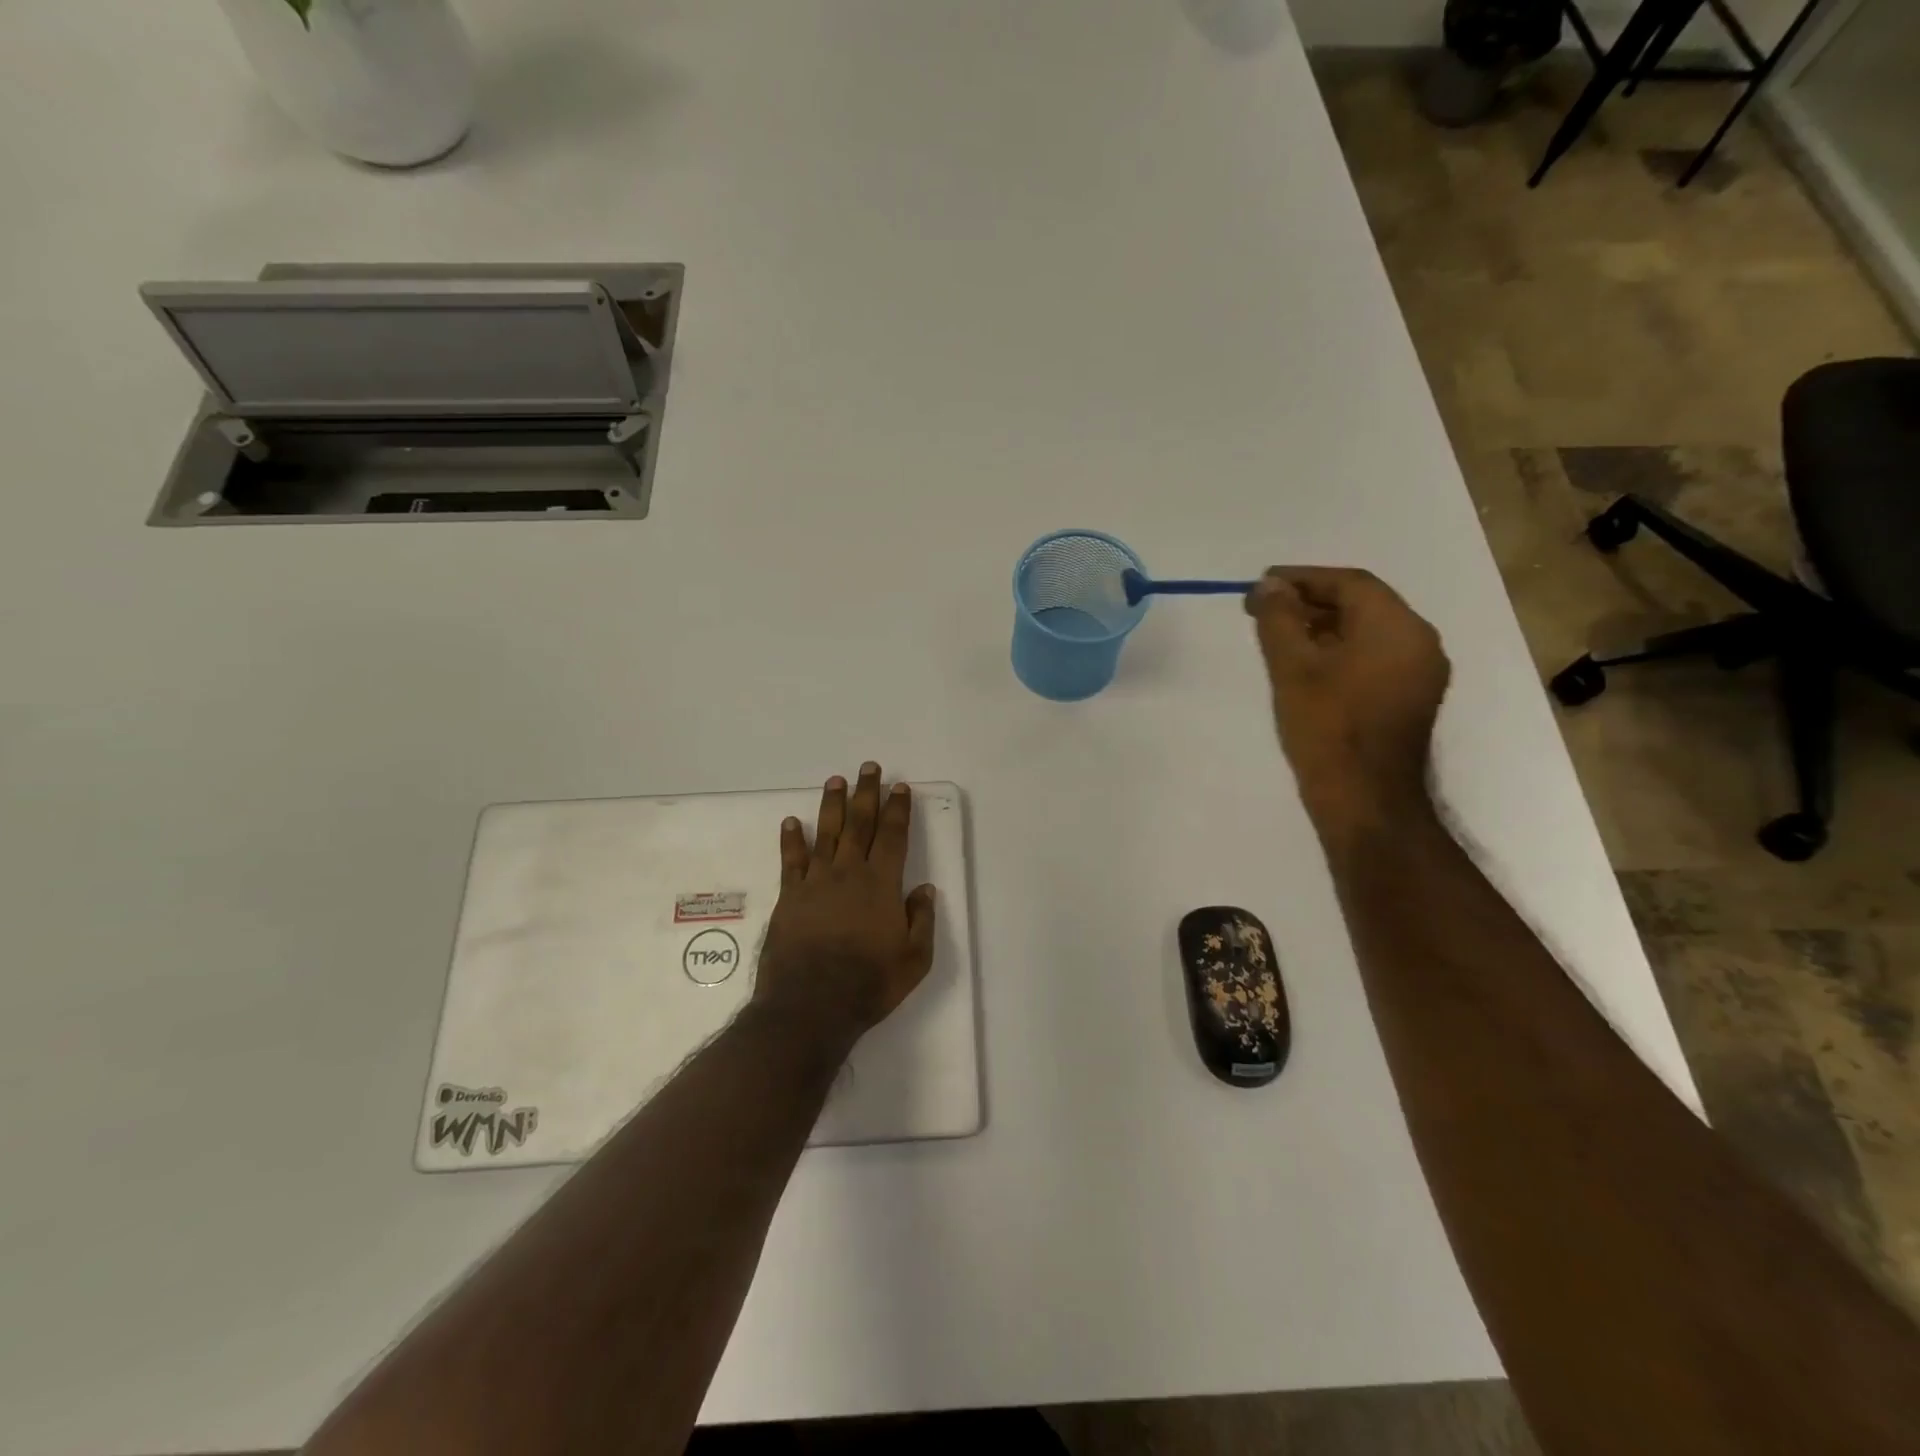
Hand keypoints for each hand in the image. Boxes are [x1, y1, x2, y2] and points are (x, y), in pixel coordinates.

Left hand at [752, 762, 937, 1051]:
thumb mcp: (914, 959)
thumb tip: (924, 889)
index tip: (900, 787)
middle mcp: (849, 873)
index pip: (893, 837)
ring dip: (832, 805)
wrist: (810, 1005)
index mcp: (882, 885)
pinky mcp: (790, 897)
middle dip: (867, 794)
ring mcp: (816, 882)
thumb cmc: (869, 984)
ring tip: (835, 780)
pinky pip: (791, 860)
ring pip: (826, 833)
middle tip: (869, 768)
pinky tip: (791, 822)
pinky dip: (791, 839)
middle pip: (860, 824)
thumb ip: (921, 920)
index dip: (898, 810)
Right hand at [1245, 567, 1450, 842]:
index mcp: (1397, 626)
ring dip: (1324, 627)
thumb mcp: (1292, 667)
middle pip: (1362, 604)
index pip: (1349, 583)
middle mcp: (1419, 641)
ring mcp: (1421, 672)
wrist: (1366, 798)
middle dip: (1311, 602)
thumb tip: (1270, 585)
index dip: (1302, 578)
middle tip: (1265, 610)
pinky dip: (1342, 650)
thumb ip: (1279, 619)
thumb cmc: (1327, 727)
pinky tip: (1308, 665)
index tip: (1263, 583)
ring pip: (1368, 632)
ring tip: (1279, 636)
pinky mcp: (1412, 698)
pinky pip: (1375, 657)